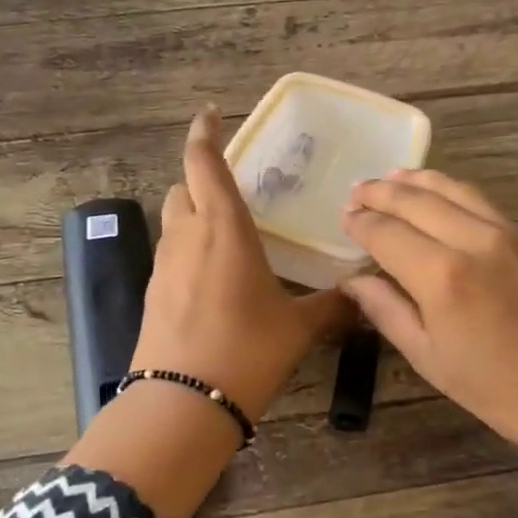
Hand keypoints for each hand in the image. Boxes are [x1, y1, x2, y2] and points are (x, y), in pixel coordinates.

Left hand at [133, 105, 353, 419]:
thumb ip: (333, 307)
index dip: (204, 133)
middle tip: (235, 189)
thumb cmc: (246, 351)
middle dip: (201, 179)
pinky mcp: (153, 293)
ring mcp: (164, 265)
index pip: (203, 162)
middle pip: (183, 187)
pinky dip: (188, 249)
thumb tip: (365, 296)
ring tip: (228, 234)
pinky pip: (171, 254)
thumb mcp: (297, 328)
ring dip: (193, 214)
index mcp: (223, 228)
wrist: (183, 403)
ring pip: (174, 221)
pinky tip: (213, 278)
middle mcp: (187, 236)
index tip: (210, 114)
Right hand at [340, 169, 517, 459]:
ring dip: (415, 180)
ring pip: (451, 188)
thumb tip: (353, 280)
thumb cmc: (498, 391)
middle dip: (380, 193)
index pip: (386, 233)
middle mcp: (472, 241)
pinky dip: (450, 189)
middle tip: (356, 192)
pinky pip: (480, 200)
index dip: (360, 223)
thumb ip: (387, 311)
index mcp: (441, 277)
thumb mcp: (430, 359)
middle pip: (416, 200)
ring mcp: (507, 233)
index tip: (344, 219)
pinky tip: (437, 192)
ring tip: (390, 178)